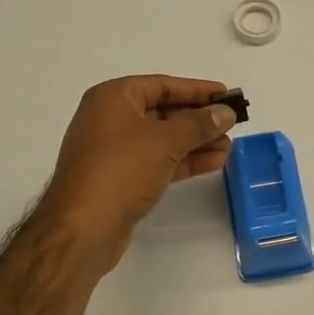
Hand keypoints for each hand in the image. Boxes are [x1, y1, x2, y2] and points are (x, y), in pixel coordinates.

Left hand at [39, 76, 236, 258]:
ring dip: (196, 142)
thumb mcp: (165, 141)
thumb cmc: (120, 170)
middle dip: (199, 119)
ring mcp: (114, 151)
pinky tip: (213, 162)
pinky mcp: (120, 179)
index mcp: (113, 98)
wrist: (81, 230)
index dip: (197, 89)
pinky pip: (157, 161)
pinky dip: (183, 160)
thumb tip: (225, 113)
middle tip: (232, 123)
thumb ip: (199, 124)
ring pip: (163, 139)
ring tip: (229, 147)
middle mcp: (110, 118)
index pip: (162, 85)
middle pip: (163, 111)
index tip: (226, 94)